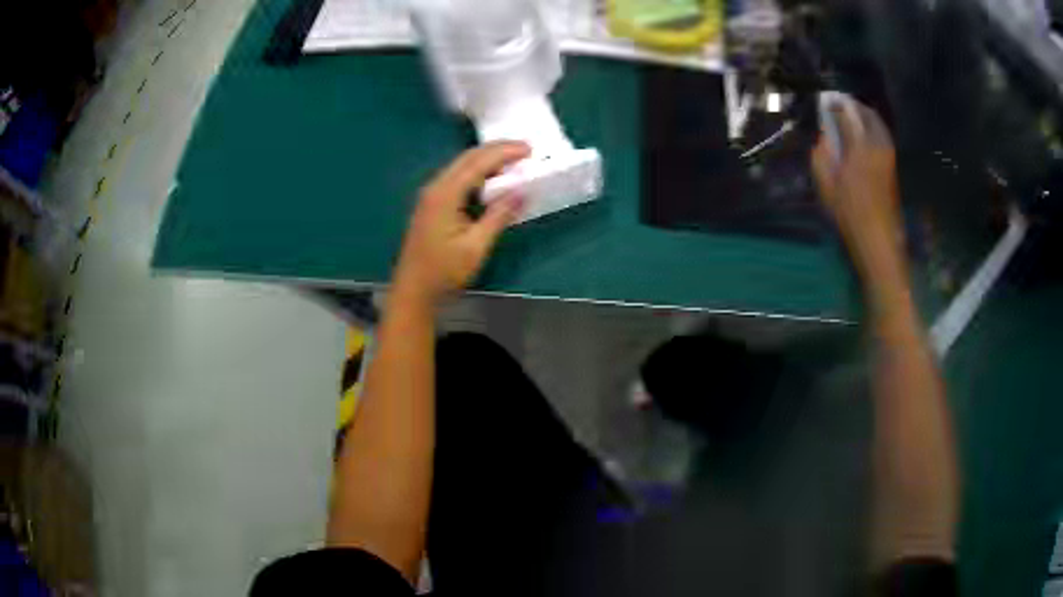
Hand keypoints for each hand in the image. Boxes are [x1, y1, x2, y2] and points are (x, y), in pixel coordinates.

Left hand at [393, 141, 529, 306]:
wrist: (413, 291)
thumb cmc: (444, 272)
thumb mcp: (476, 247)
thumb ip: (499, 216)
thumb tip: (521, 192)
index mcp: (445, 194)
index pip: (477, 162)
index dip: (504, 152)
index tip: (529, 148)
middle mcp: (435, 187)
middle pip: (467, 158)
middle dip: (496, 149)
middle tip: (524, 150)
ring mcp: (431, 195)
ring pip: (461, 166)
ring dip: (487, 159)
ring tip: (513, 160)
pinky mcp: (432, 204)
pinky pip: (457, 177)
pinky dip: (477, 172)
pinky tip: (491, 179)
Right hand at [811, 101, 903, 277]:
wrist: (879, 239)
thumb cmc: (850, 215)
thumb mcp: (827, 187)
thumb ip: (821, 158)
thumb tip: (823, 140)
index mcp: (858, 147)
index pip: (845, 115)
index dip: (834, 105)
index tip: (825, 101)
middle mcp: (876, 145)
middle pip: (866, 113)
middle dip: (852, 105)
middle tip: (840, 103)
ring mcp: (888, 154)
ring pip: (878, 123)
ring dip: (865, 114)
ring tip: (853, 114)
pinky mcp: (892, 165)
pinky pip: (882, 135)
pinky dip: (873, 127)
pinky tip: (864, 133)